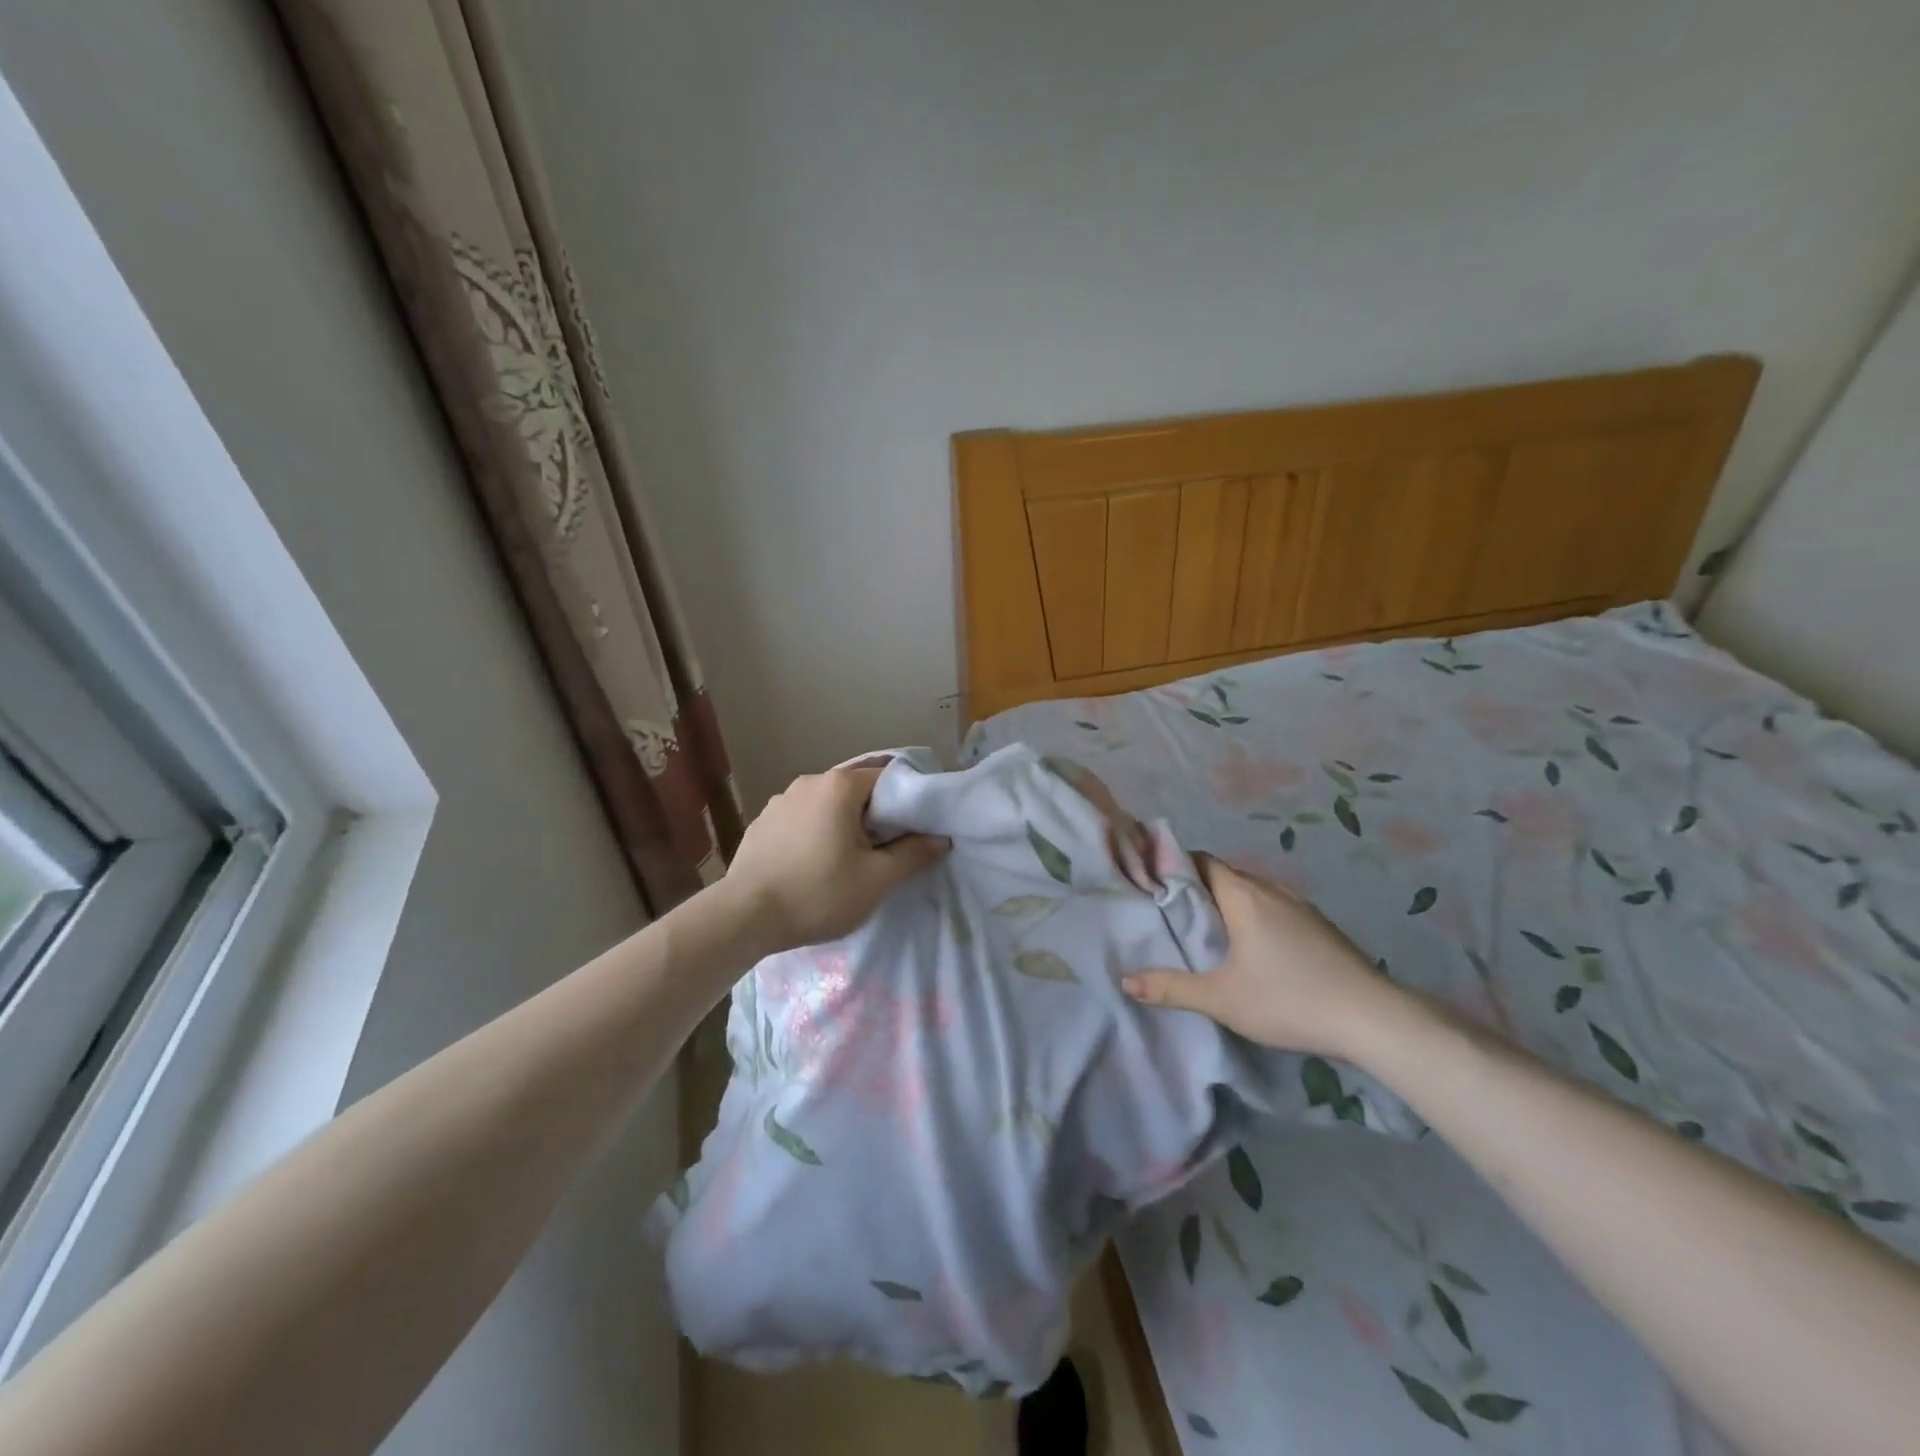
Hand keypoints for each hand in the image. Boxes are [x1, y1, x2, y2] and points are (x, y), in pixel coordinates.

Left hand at [722, 765, 947, 953]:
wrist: (744, 917)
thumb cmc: (818, 893)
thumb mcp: (876, 880)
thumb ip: (913, 854)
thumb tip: (940, 838)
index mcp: (839, 786)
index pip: (887, 778)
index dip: (906, 803)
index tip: (913, 832)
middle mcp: (808, 782)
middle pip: (855, 792)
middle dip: (874, 817)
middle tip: (884, 852)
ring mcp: (779, 801)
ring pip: (825, 807)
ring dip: (841, 826)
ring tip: (845, 862)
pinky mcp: (760, 824)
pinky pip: (799, 821)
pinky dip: (813, 835)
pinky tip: (810, 866)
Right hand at [1121, 856, 1415, 1062]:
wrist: (1374, 1019)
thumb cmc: (1289, 999)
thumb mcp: (1221, 999)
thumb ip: (1171, 988)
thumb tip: (1126, 981)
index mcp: (1243, 895)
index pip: (1201, 861)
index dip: (1174, 866)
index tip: (1153, 883)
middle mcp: (1271, 890)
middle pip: (1225, 876)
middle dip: (1197, 889)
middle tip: (1172, 914)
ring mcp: (1301, 907)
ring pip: (1253, 893)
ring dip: (1229, 905)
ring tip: (1209, 932)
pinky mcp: (1321, 927)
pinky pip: (1275, 909)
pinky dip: (1255, 917)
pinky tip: (1254, 950)